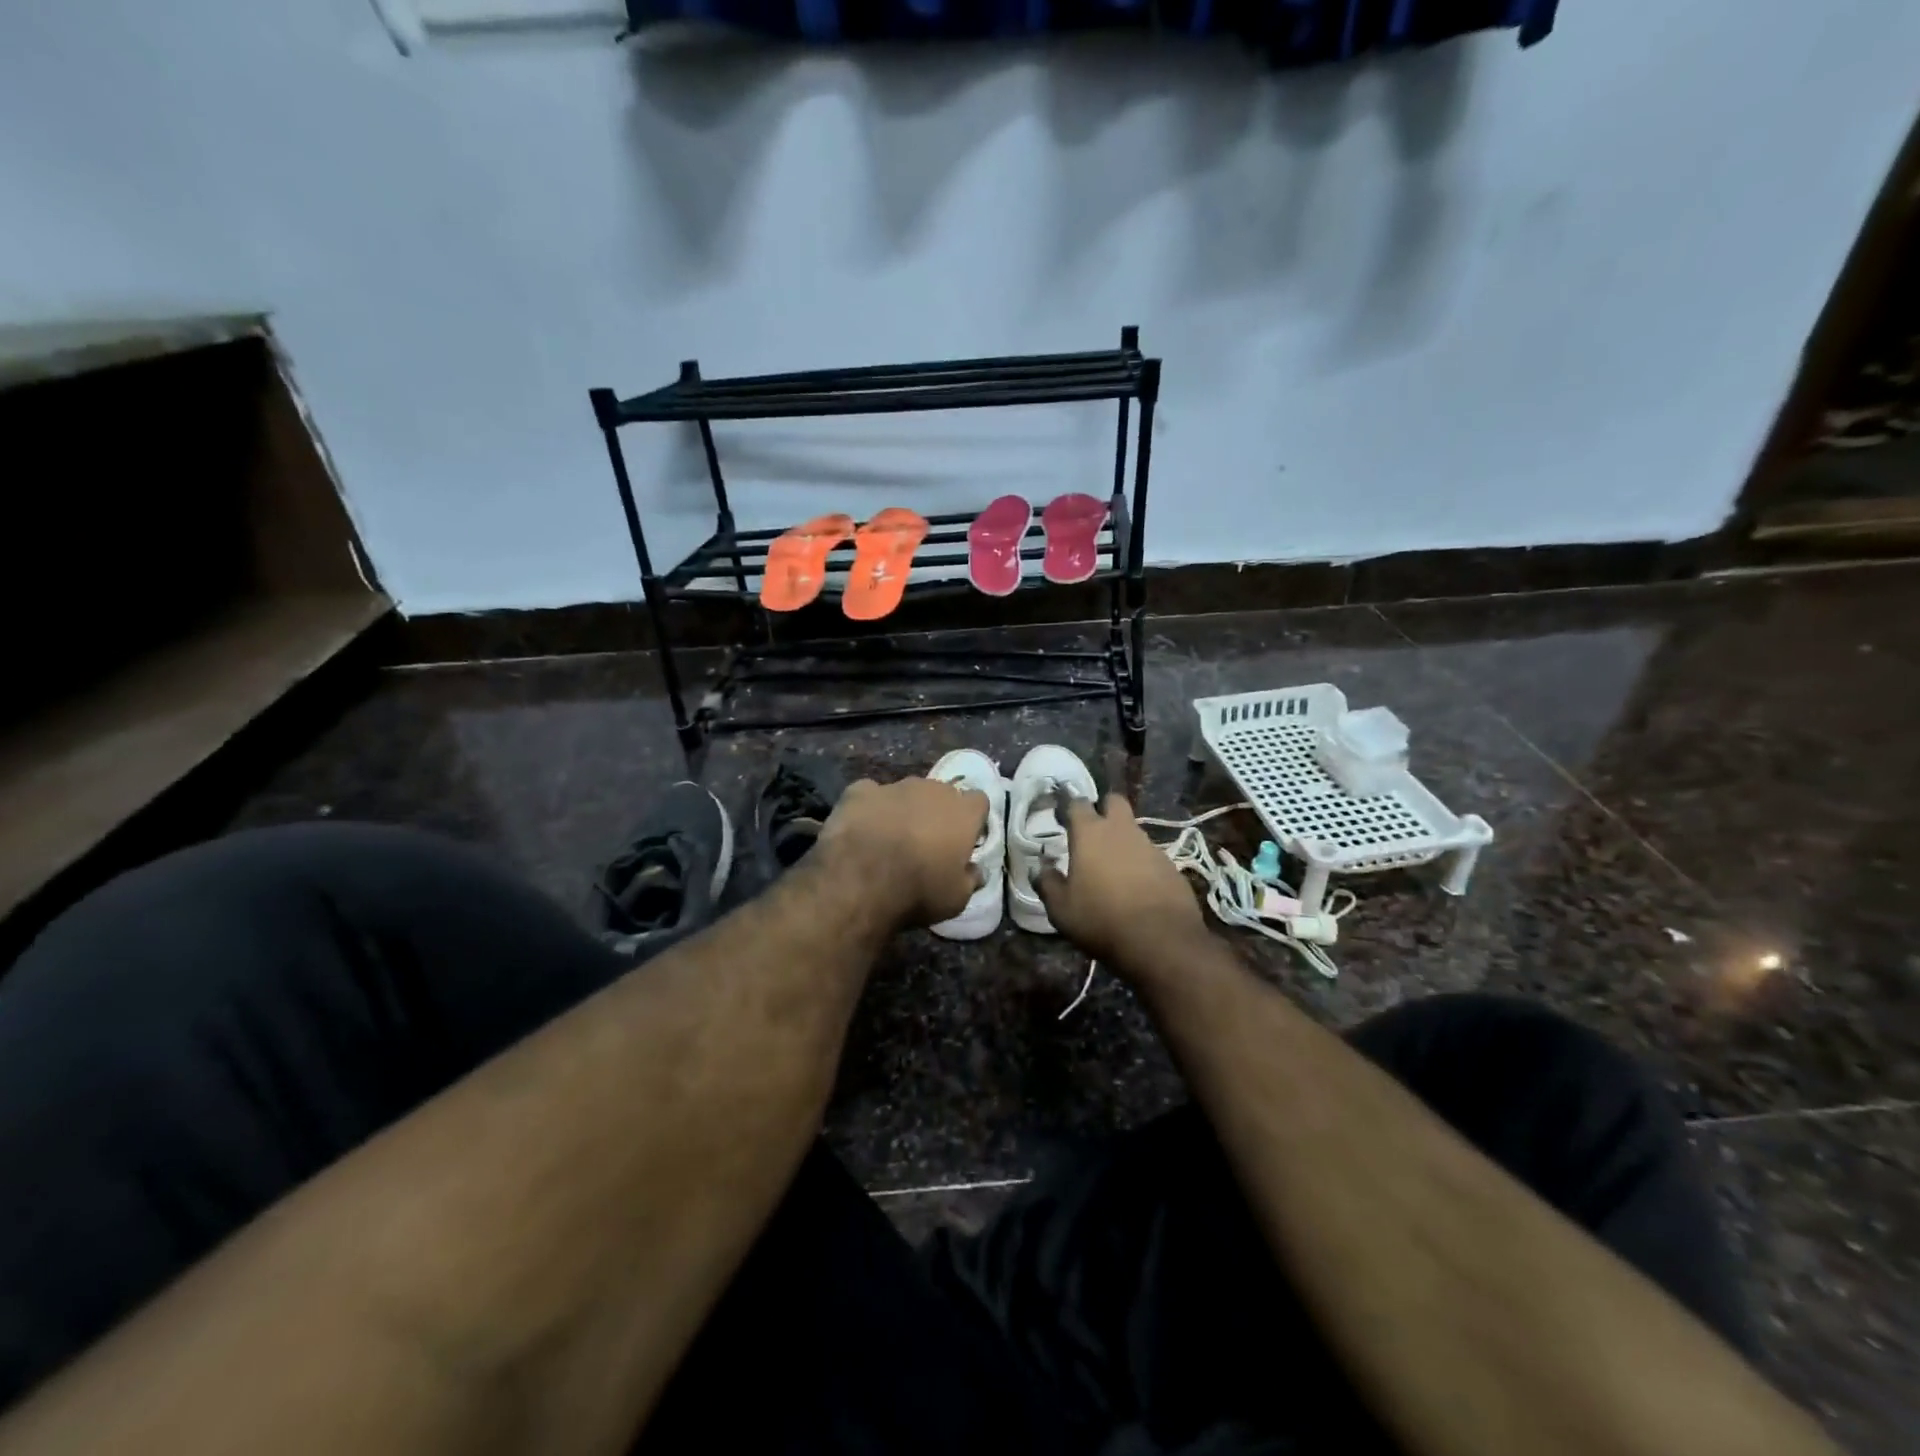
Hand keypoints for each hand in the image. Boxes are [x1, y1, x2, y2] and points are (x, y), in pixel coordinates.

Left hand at [816, 777, 987, 928]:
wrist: (861, 881)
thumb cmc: (919, 890)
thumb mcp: (957, 898)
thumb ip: (970, 879)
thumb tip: (977, 871)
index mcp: (963, 811)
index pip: (978, 802)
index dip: (972, 820)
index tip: (964, 840)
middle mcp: (932, 789)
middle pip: (942, 794)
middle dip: (937, 813)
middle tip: (927, 842)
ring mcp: (895, 786)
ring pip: (906, 792)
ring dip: (904, 809)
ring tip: (890, 838)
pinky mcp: (860, 791)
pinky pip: (870, 795)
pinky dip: (869, 808)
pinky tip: (862, 828)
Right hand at [1035, 791, 1206, 976]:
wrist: (1161, 941)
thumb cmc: (1101, 919)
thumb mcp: (1061, 909)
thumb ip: (1047, 883)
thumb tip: (1041, 867)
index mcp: (1090, 834)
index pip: (1077, 803)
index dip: (1068, 807)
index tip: (1061, 817)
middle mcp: (1122, 831)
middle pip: (1114, 801)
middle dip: (1103, 808)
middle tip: (1092, 831)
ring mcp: (1151, 846)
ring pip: (1133, 830)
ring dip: (1122, 840)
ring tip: (1112, 868)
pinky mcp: (1171, 866)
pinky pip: (1151, 856)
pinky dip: (1141, 864)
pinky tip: (1137, 888)